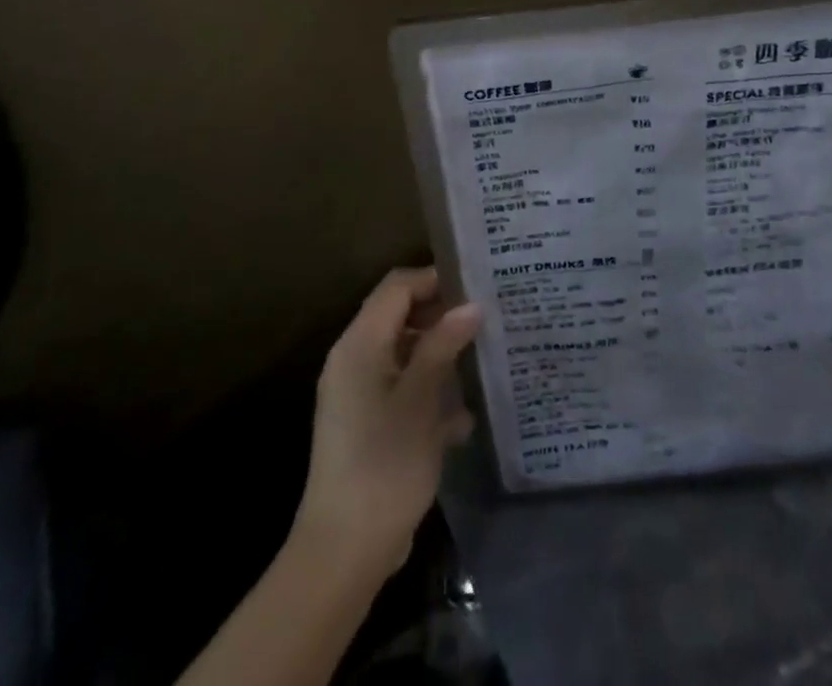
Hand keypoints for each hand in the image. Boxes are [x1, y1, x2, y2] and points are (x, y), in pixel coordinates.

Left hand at [294, 267, 480, 581]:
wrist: (345, 551)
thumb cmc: (384, 464)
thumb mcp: (420, 400)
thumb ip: (443, 346)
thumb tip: (472, 305)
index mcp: (359, 344)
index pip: (397, 287)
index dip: (435, 280)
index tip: (477, 287)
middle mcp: (354, 359)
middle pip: (400, 316)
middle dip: (442, 316)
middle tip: (487, 321)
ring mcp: (359, 393)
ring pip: (406, 353)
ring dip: (441, 355)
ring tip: (484, 359)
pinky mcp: (368, 423)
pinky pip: (403, 387)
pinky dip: (431, 391)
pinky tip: (464, 415)